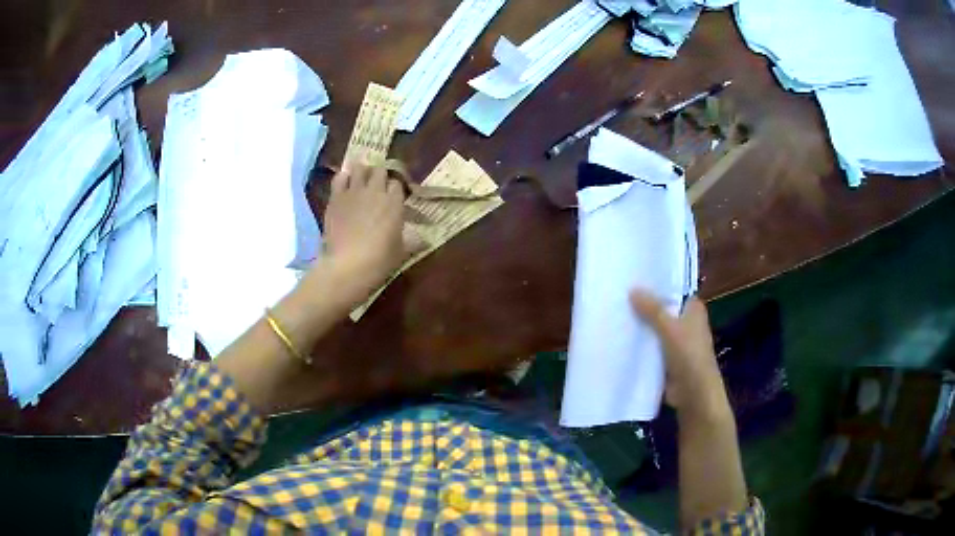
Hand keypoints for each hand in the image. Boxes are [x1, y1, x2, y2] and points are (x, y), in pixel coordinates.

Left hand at [322, 161, 414, 304]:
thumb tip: (425, 240)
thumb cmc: (380, 260)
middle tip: (377, 186)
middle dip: (379, 176)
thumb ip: (412, 240)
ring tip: (360, 180)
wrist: (348, 265)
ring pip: (359, 168)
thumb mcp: (401, 251)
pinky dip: (343, 178)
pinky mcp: (335, 198)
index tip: (393, 197)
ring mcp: (353, 192)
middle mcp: (375, 190)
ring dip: (361, 172)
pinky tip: (343, 184)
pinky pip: (339, 178)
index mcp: (394, 201)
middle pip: (380, 170)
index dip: (395, 189)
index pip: (397, 183)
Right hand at [630, 290, 728, 419]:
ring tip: (614, 314)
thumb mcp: (669, 327)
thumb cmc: (689, 355)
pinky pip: (651, 347)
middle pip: (662, 309)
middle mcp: (686, 322)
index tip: (634, 278)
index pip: (673, 290)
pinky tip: (620, 339)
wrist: (694, 393)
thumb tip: (632, 289)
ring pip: (655, 329)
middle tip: (617, 295)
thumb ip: (652, 309)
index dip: (656, 285)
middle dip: (644, 305)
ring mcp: (677, 342)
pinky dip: (640, 345)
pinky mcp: (667, 359)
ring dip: (640, 326)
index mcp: (693, 309)